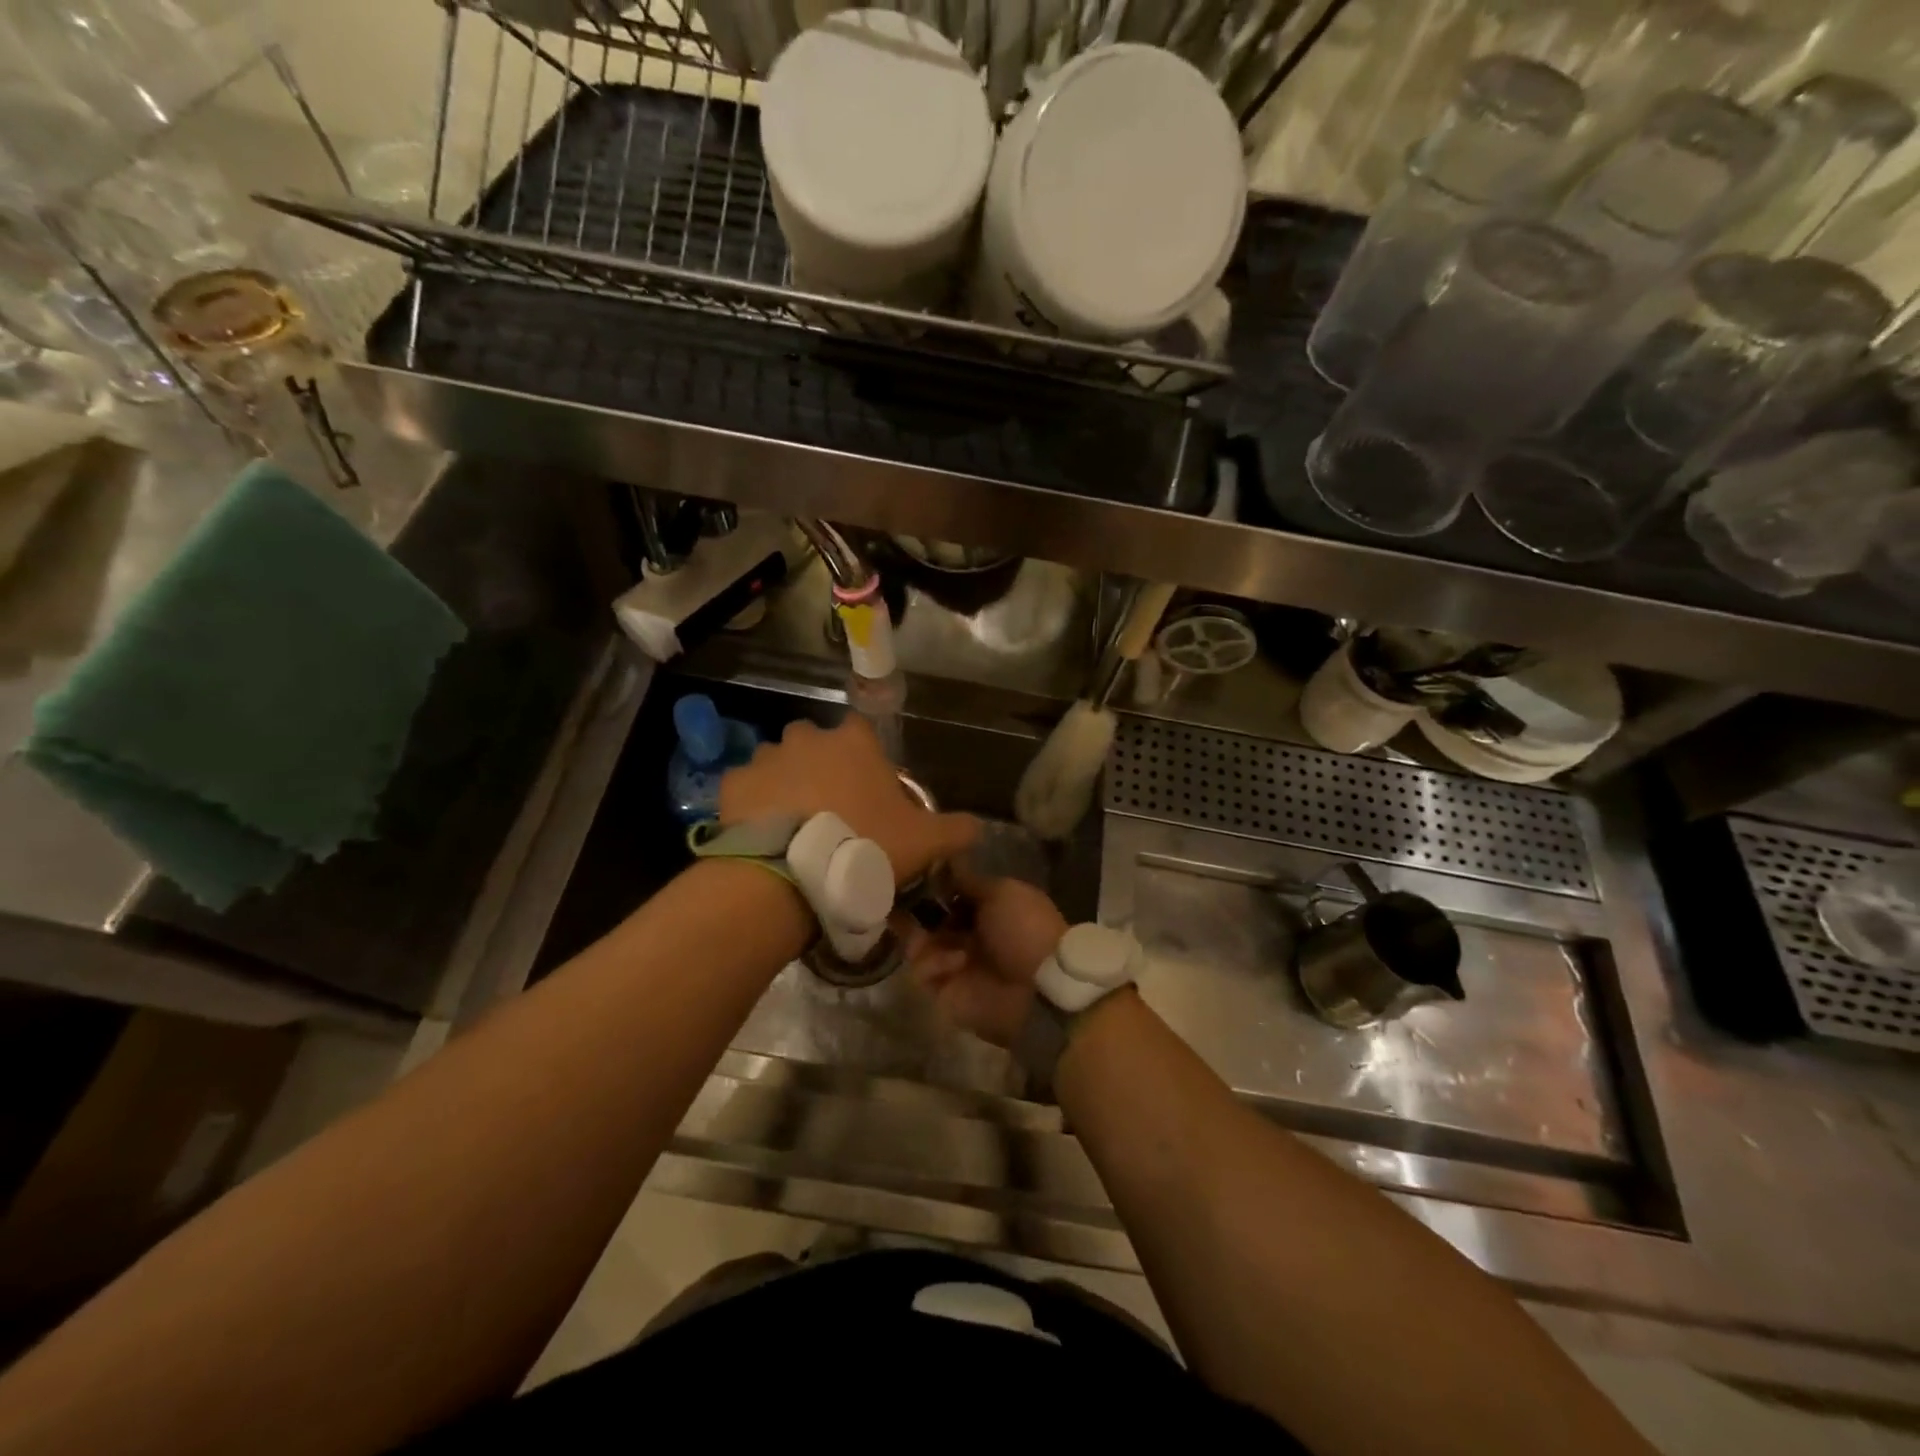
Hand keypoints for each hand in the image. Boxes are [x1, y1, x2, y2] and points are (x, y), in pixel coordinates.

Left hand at [719, 716, 977, 884]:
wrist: (794, 874)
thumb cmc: (866, 845)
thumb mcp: (925, 842)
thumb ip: (955, 829)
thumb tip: (978, 827)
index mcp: (853, 742)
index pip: (860, 731)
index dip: (864, 759)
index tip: (866, 790)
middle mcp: (807, 738)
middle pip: (815, 745)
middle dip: (820, 768)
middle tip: (830, 811)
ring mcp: (766, 757)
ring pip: (778, 764)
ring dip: (785, 786)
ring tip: (793, 829)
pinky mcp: (733, 783)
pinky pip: (746, 789)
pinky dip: (753, 805)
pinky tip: (763, 835)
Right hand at [908, 866, 1067, 1046]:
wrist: (1039, 987)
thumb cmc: (1025, 929)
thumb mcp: (1001, 893)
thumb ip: (969, 881)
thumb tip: (946, 860)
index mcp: (985, 911)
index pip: (947, 895)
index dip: (930, 886)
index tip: (912, 874)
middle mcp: (968, 935)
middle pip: (927, 919)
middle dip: (915, 911)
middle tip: (901, 902)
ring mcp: (955, 964)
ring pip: (917, 945)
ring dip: (918, 936)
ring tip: (920, 932)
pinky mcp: (945, 991)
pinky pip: (922, 973)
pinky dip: (934, 964)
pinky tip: (956, 962)